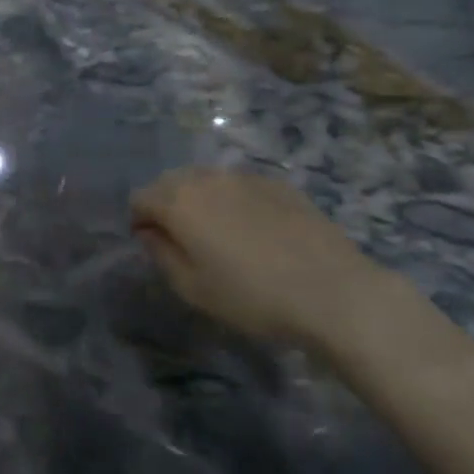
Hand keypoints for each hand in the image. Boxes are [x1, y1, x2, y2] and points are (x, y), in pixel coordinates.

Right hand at [131, 168, 371, 342]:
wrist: (332, 290)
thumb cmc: (252, 297)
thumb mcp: (193, 289)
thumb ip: (161, 254)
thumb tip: (150, 232)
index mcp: (179, 201)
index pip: (140, 198)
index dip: (141, 221)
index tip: (154, 247)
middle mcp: (207, 178)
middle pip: (171, 181)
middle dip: (168, 205)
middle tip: (185, 242)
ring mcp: (244, 176)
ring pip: (207, 179)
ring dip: (202, 200)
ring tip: (221, 235)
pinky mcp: (277, 183)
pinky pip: (240, 185)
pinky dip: (235, 200)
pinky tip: (256, 232)